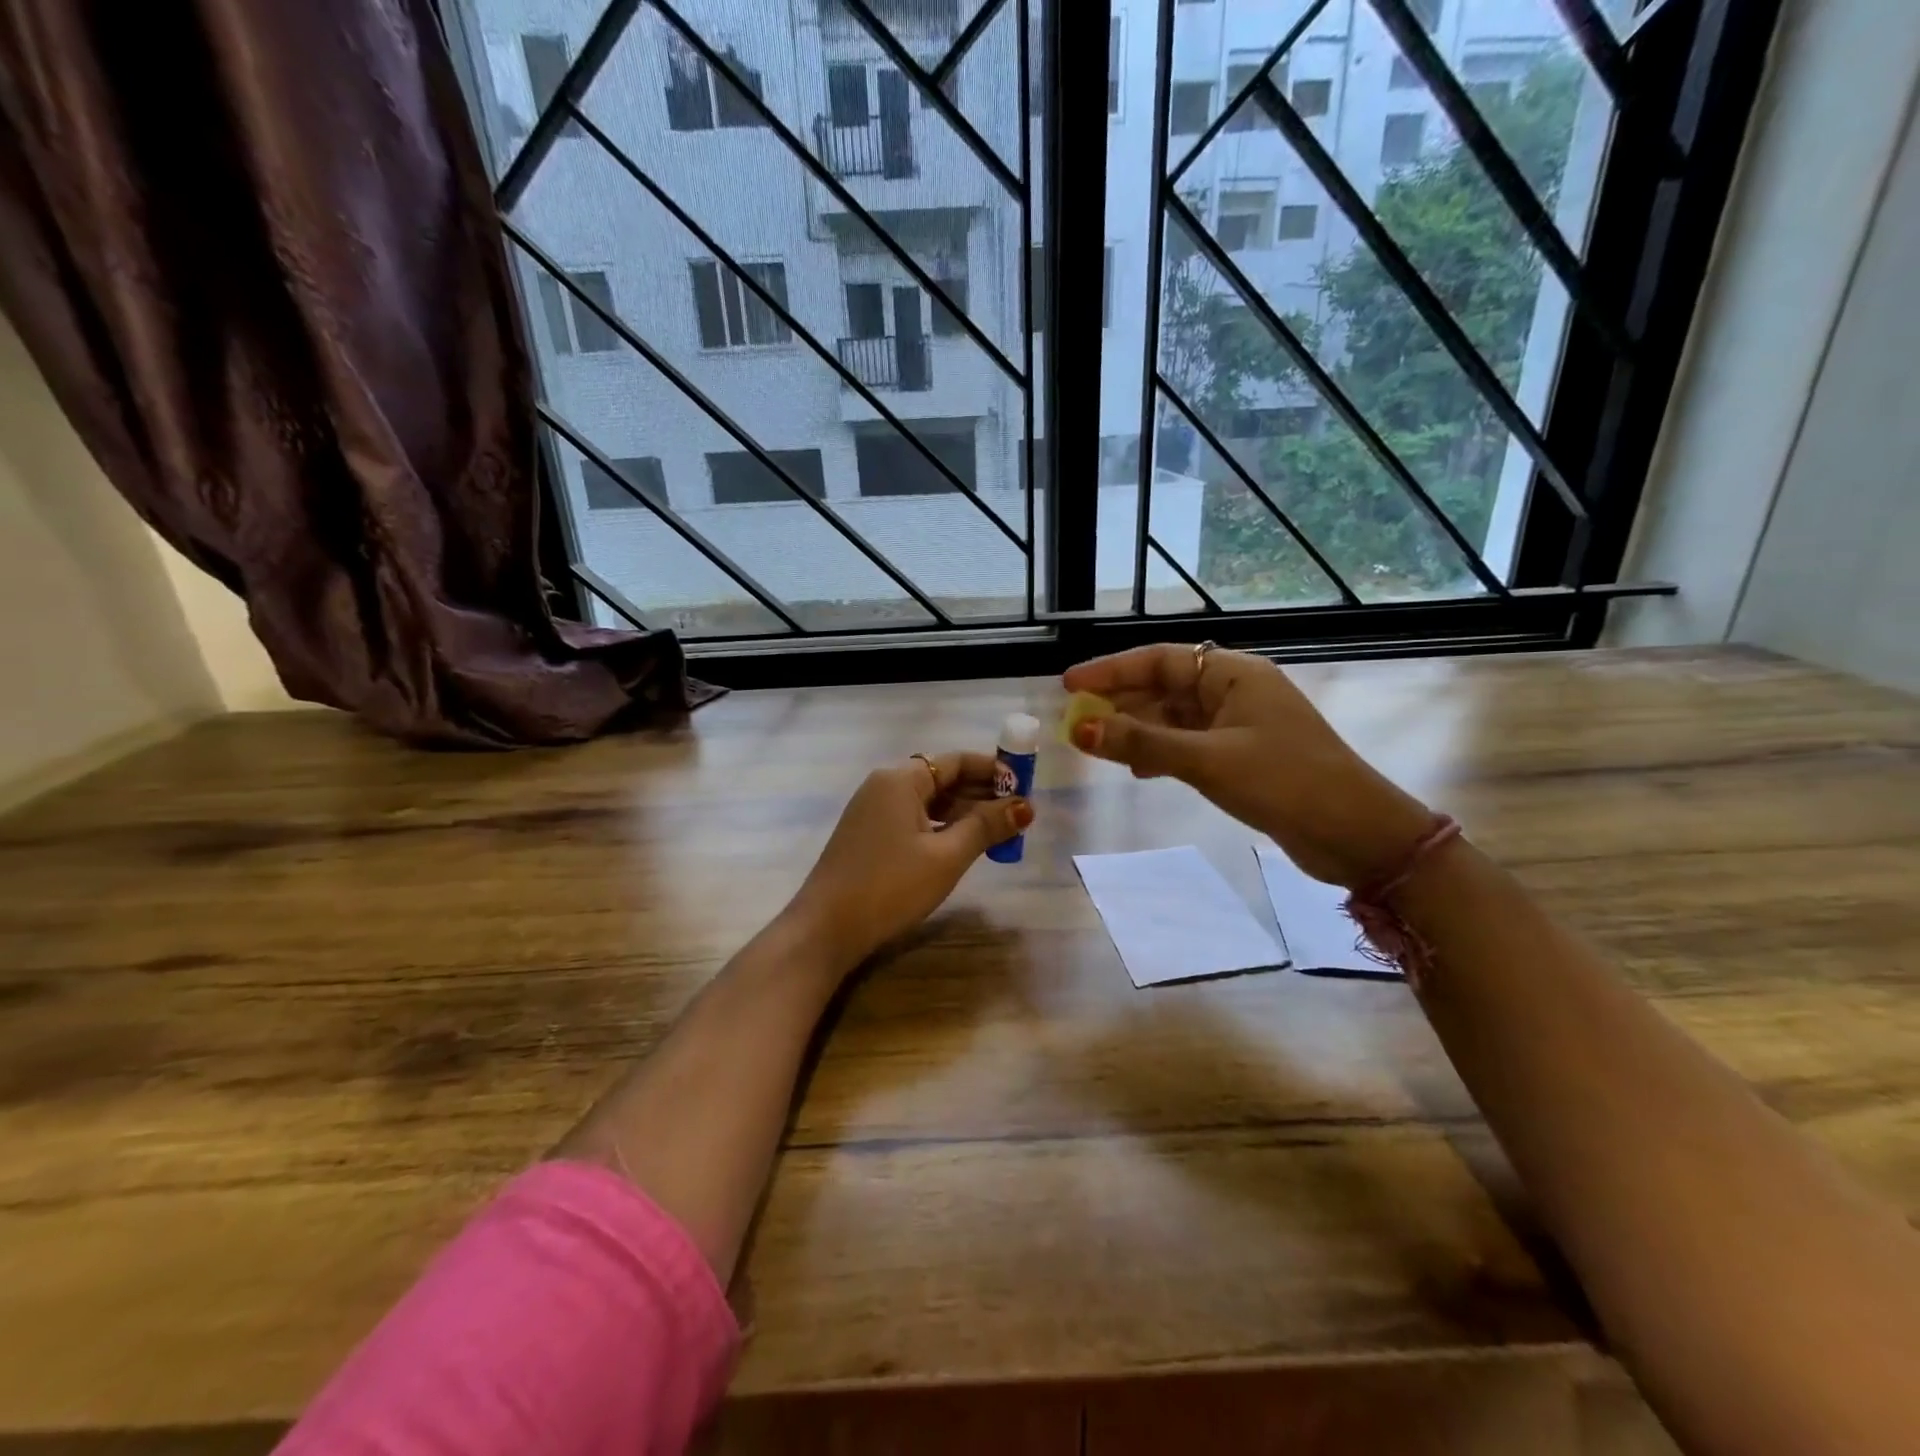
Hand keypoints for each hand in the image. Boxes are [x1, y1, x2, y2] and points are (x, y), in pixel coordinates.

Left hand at [787, 752, 1031, 968]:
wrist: (826, 928)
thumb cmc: (890, 886)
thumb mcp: (946, 856)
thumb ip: (986, 827)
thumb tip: (1024, 807)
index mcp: (901, 779)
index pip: (956, 761)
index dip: (993, 770)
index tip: (1025, 785)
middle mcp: (884, 786)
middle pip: (942, 779)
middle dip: (982, 794)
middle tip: (1019, 814)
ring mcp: (872, 811)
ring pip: (928, 802)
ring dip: (964, 814)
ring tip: (1000, 832)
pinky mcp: (868, 835)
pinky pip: (913, 819)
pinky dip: (941, 827)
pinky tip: (963, 846)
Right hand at [1063, 645, 1432, 888]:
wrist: (1357, 834)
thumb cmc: (1284, 782)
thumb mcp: (1206, 760)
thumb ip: (1141, 743)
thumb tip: (1080, 728)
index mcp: (1232, 674)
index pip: (1159, 660)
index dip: (1111, 670)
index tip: (1069, 685)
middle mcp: (1234, 691)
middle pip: (1164, 687)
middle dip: (1120, 703)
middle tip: (1076, 721)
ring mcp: (1240, 725)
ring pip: (1174, 718)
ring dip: (1137, 731)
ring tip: (1098, 746)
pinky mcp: (1242, 756)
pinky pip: (1188, 744)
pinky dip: (1160, 753)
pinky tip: (1138, 771)